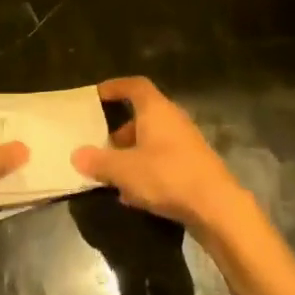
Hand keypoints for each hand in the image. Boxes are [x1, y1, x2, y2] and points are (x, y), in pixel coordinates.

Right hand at [71, 77, 250, 232]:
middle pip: (143, 115)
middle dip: (120, 129)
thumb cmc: (167, 176)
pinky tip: (134, 193)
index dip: (115, 87)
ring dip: (132, 152)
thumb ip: (98, 161)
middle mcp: (173, 120)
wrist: (217, 207)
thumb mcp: (124, 170)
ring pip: (153, 140)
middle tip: (102, 143)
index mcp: (156, 110)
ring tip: (114, 172)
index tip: (97, 95)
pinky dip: (146, 169)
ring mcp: (187, 143)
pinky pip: (163, 159)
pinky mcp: (194, 166)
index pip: (135, 86)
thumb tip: (77, 155)